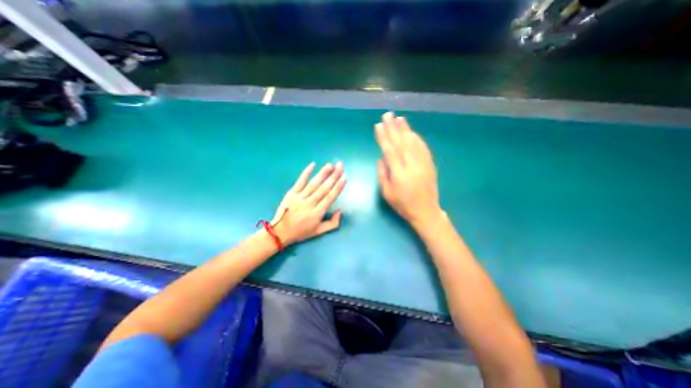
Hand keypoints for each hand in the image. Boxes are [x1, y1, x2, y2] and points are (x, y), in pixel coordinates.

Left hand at [270, 160, 344, 244]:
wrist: (280, 232)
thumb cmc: (301, 232)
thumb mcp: (319, 232)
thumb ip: (333, 223)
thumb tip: (341, 210)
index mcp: (317, 213)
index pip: (330, 197)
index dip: (338, 187)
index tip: (344, 177)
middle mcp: (309, 204)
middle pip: (324, 188)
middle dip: (333, 176)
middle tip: (340, 165)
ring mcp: (299, 197)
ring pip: (313, 184)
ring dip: (323, 173)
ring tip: (330, 165)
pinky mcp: (291, 193)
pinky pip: (300, 181)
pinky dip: (306, 173)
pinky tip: (313, 165)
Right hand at [376, 111, 444, 228]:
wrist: (426, 211)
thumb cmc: (403, 205)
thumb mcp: (387, 193)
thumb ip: (383, 174)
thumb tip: (381, 158)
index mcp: (399, 174)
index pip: (390, 151)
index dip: (383, 137)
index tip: (378, 125)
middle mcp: (411, 165)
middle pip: (401, 143)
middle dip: (393, 128)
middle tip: (388, 115)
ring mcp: (423, 164)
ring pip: (413, 143)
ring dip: (405, 129)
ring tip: (399, 118)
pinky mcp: (430, 164)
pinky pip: (423, 148)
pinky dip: (417, 138)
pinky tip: (412, 131)